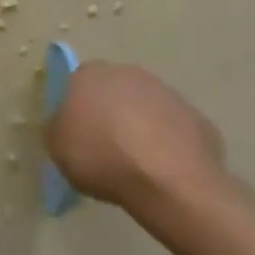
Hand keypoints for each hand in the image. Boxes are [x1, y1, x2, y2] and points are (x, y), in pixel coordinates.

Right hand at [46, 61, 233, 212]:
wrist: (169, 181)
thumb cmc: (102, 157)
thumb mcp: (58, 147)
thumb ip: (59, 128)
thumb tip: (67, 124)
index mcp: (90, 74)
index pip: (76, 84)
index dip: (76, 110)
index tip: (78, 136)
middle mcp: (128, 73)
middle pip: (112, 92)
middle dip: (109, 115)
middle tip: (105, 149)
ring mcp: (166, 93)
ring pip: (145, 109)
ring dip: (140, 128)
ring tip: (136, 165)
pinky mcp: (196, 118)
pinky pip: (173, 131)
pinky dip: (167, 146)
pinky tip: (163, 171)